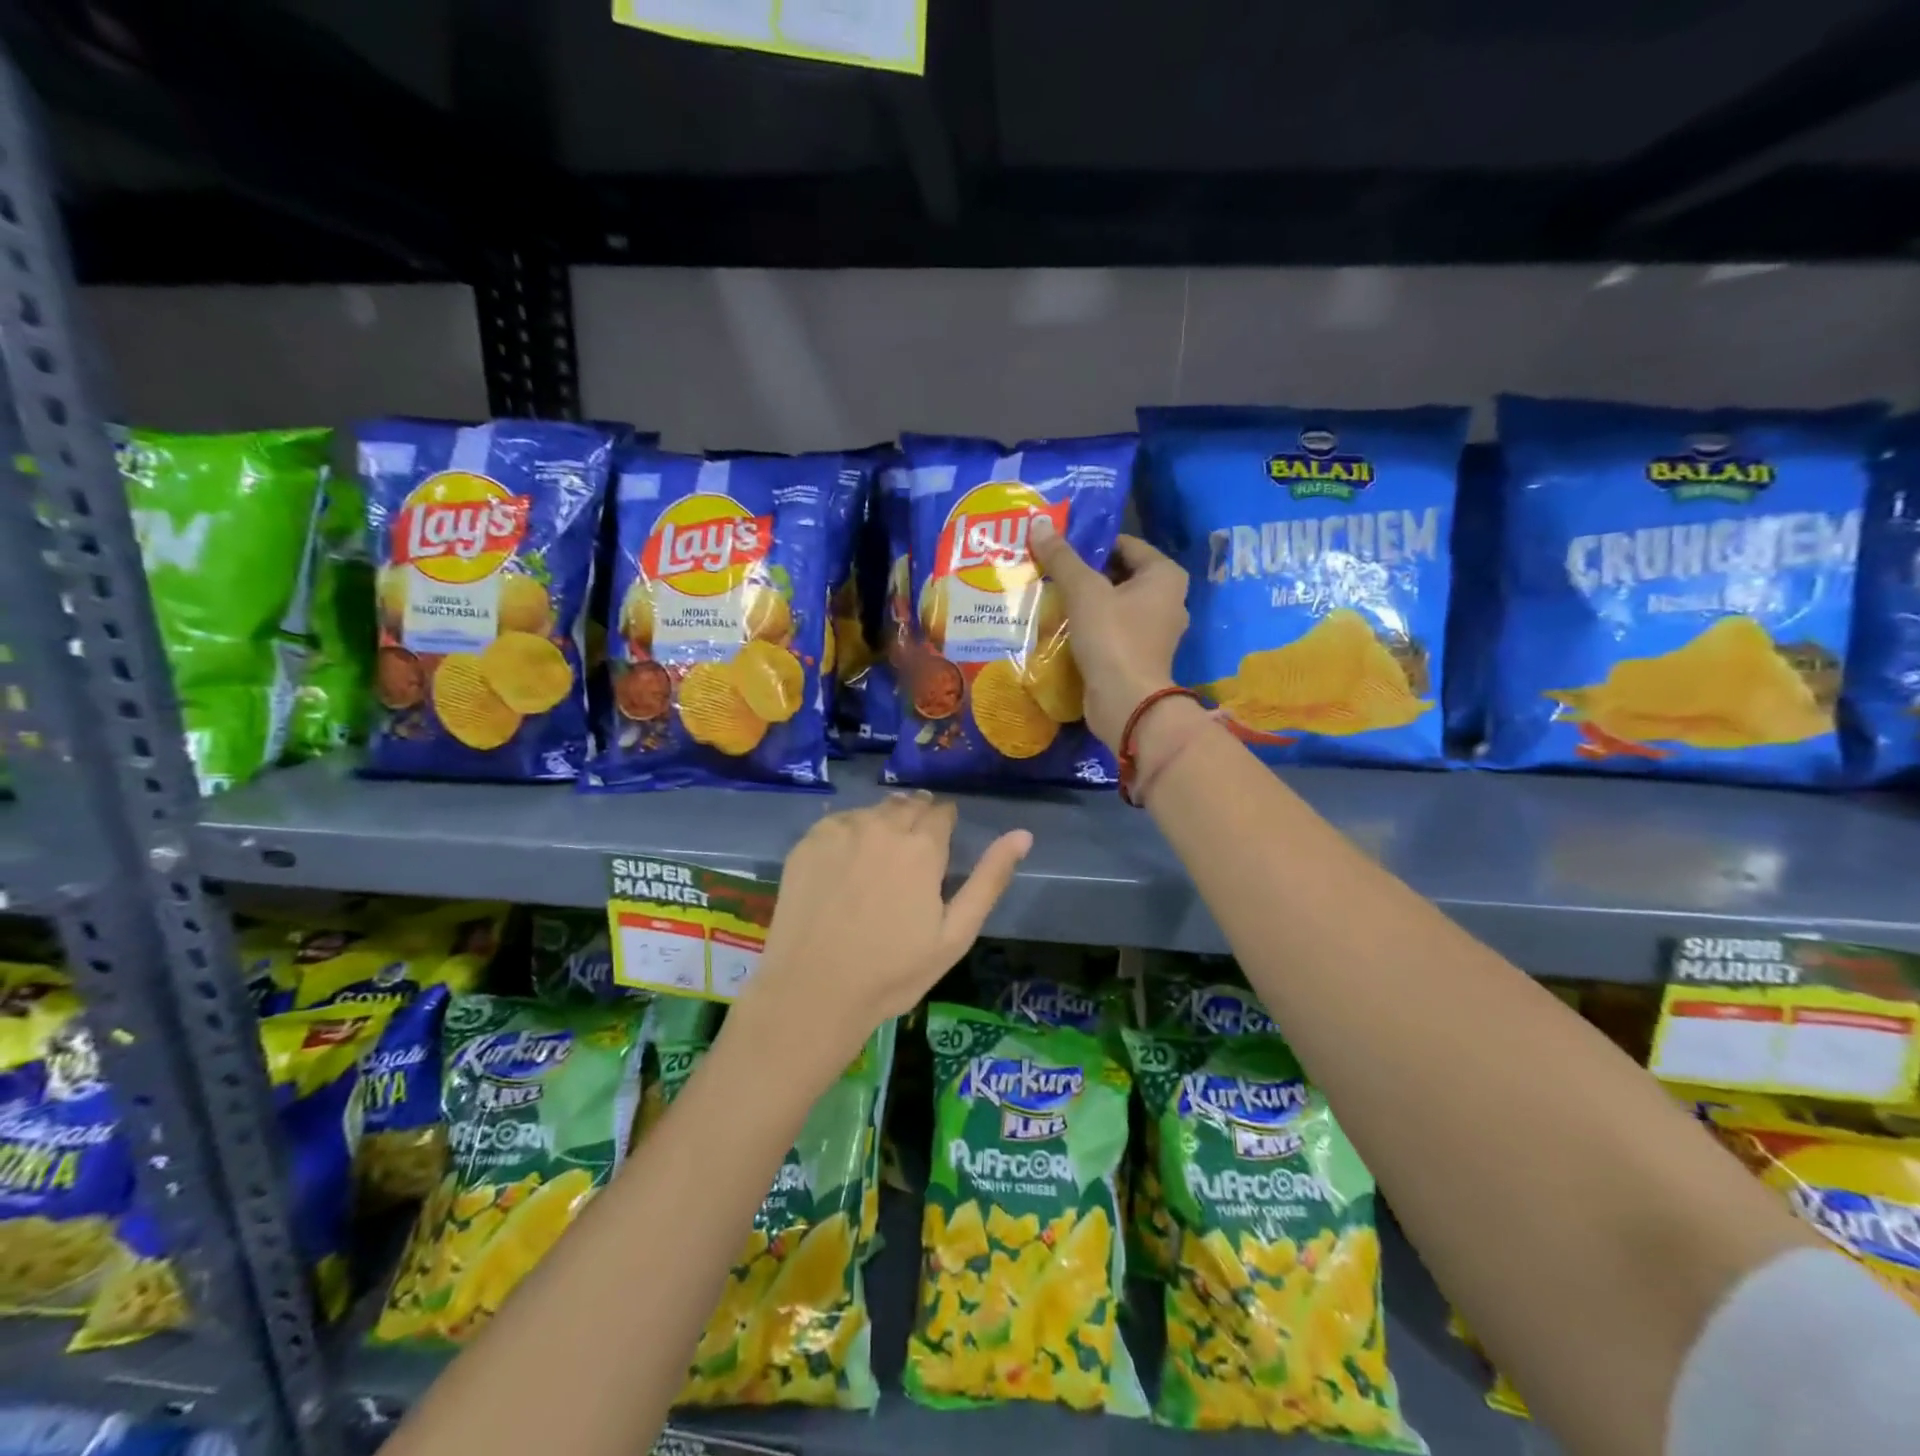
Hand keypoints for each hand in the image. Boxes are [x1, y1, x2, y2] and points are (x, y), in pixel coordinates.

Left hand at [730, 793, 1030, 1081]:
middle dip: (916, 820)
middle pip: (908, 804)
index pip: (942, 811)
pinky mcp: (807, 842)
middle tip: (911, 856)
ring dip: (883, 824)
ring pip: (872, 810)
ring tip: (878, 861)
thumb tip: (1023, 835)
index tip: (940, 848)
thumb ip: (990, 879)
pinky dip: (849, 833)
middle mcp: (882, 826)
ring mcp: (840, 831)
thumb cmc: (893, 972)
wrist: (813, 992)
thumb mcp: (955, 934)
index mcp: (922, 847)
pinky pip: (838, 822)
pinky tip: (845, 865)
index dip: (945, 825)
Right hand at [1029, 517, 1189, 748]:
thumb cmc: (1113, 638)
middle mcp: (1168, 599)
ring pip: (1113, 604)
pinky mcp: (1139, 656)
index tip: (1057, 547)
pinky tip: (1061, 625)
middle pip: (1118, 574)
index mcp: (1166, 575)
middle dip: (1084, 573)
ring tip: (1049, 595)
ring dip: (1085, 601)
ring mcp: (1155, 631)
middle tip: (1048, 569)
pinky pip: (1112, 630)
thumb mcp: (1084, 591)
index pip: (1124, 544)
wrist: (1126, 703)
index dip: (1090, 543)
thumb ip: (1062, 557)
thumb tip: (1039, 523)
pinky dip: (1090, 626)